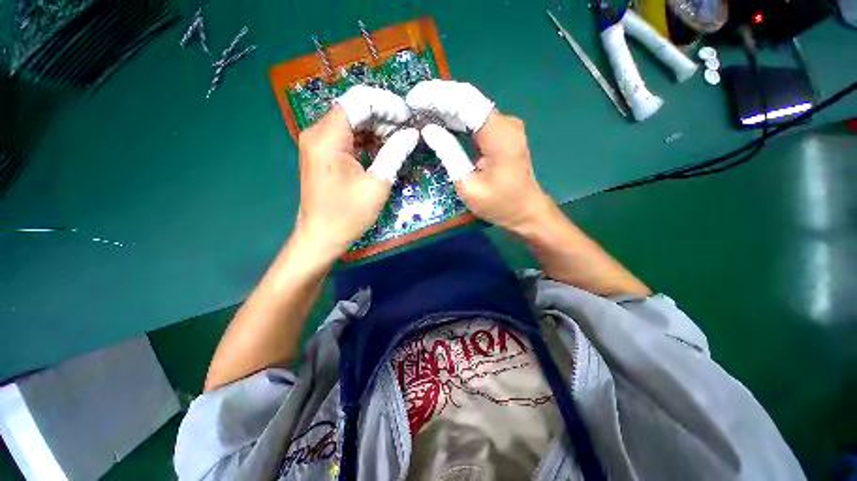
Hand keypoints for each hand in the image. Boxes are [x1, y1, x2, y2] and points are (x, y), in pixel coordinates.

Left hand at [296, 86, 418, 257]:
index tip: (408, 117)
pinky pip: (346, 136)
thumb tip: (412, 134)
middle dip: (383, 115)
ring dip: (376, 127)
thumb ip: (394, 153)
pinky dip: (366, 139)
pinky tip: (383, 148)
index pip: (359, 101)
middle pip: (354, 108)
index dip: (387, 104)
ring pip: (351, 121)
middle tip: (407, 131)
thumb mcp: (377, 184)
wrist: (321, 236)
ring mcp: (318, 143)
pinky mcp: (322, 153)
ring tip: (399, 139)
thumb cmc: (348, 214)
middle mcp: (318, 132)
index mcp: (328, 137)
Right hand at [406, 80, 553, 233]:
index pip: (465, 102)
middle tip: (412, 103)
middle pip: (469, 100)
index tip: (413, 99)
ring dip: (446, 107)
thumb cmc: (498, 204)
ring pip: (472, 107)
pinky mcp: (503, 134)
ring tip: (420, 109)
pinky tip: (439, 121)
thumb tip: (428, 130)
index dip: (437, 96)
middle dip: (439, 98)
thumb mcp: (468, 185)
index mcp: (499, 134)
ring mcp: (506, 127)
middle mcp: (505, 123)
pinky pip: (476, 119)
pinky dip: (457, 119)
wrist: (526, 212)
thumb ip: (449, 154)